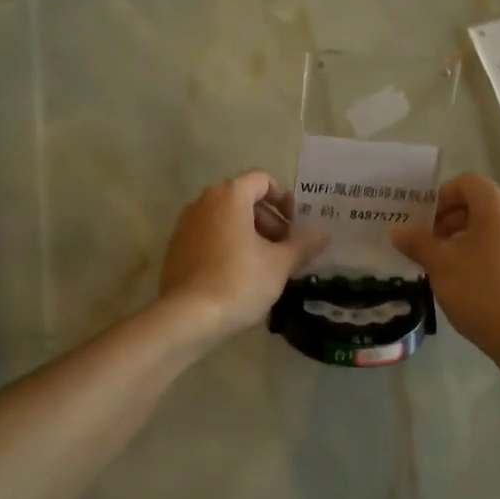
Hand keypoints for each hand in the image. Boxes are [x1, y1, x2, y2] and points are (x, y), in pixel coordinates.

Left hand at [159, 171, 326, 343]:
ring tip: (266, 265)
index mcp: (230, 196)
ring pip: (226, 219)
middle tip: (285, 249)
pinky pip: (209, 236)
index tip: (295, 225)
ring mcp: (186, 224)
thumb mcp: (280, 264)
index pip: (263, 180)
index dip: (284, 199)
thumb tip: (323, 234)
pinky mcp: (176, 248)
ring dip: (250, 234)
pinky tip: (239, 276)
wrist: (188, 317)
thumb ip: (303, 244)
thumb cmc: (239, 281)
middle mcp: (204, 202)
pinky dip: (229, 245)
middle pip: (244, 199)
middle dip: (269, 220)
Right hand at [392, 173, 499, 365]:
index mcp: (498, 206)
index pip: (466, 183)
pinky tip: (467, 280)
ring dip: (464, 238)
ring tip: (444, 265)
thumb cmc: (480, 290)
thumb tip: (398, 230)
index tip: (423, 223)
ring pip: (491, 227)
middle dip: (449, 220)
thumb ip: (417, 242)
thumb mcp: (440, 264)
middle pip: (479, 203)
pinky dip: (482, 253)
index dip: (440, 197)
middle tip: (428, 245)